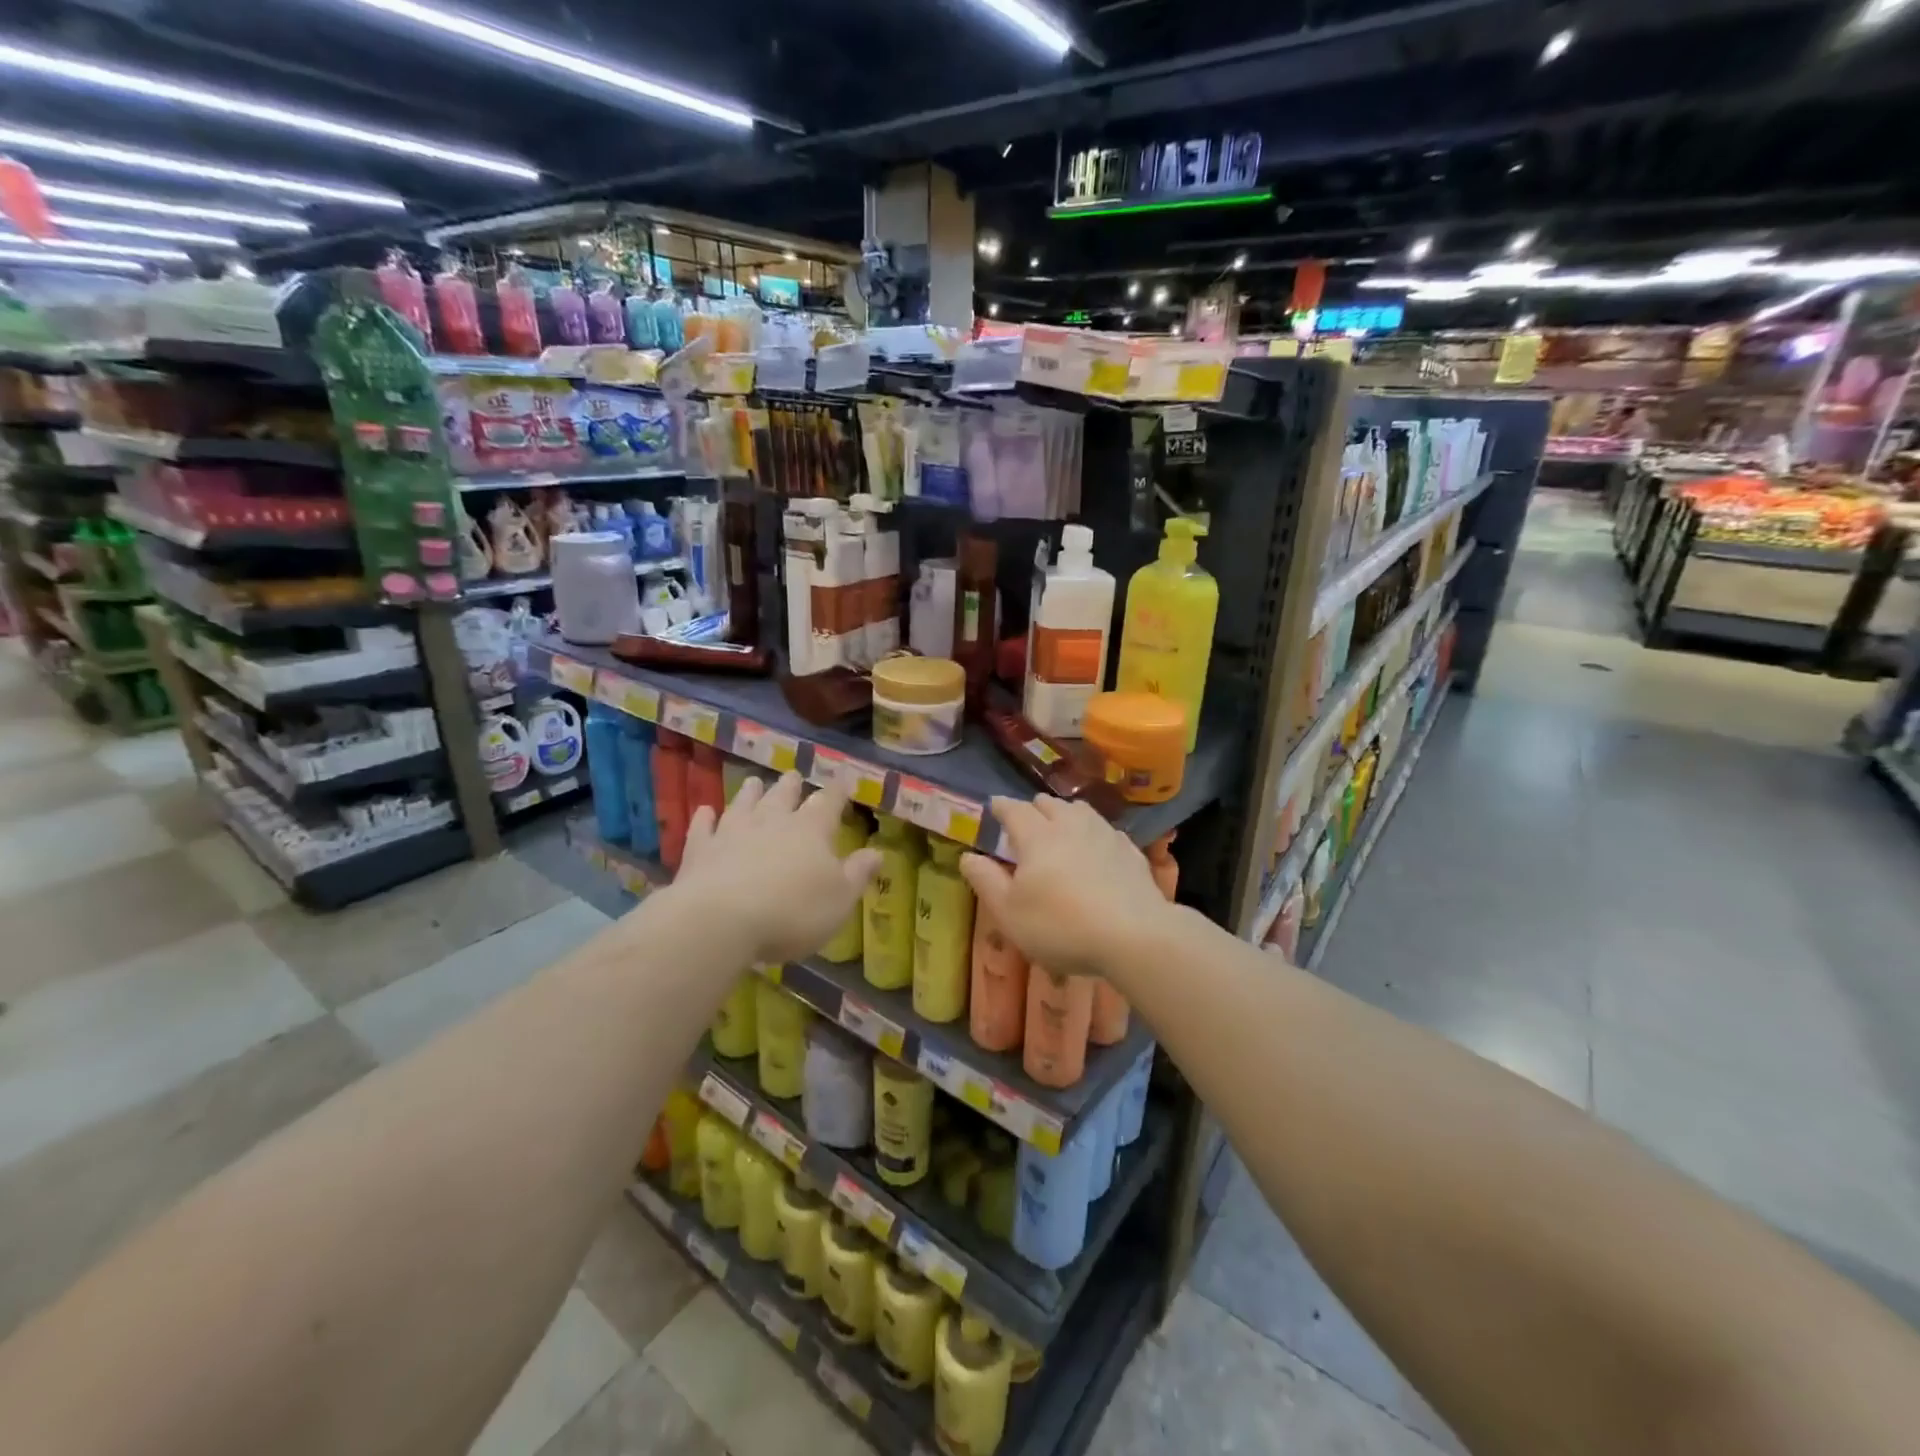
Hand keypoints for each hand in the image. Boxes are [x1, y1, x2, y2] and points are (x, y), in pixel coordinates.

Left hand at [673, 774, 880, 964]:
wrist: (721, 921)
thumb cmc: (792, 912)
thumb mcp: (840, 899)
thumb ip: (858, 873)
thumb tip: (877, 852)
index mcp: (811, 830)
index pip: (829, 802)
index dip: (838, 792)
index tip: (843, 781)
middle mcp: (772, 821)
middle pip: (783, 795)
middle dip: (791, 786)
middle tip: (793, 775)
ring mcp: (732, 832)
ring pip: (743, 803)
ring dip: (750, 792)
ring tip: (753, 781)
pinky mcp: (700, 850)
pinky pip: (703, 827)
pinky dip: (705, 818)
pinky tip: (705, 811)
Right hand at [959, 796, 1167, 977]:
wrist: (1134, 936)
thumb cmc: (1061, 926)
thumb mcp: (1009, 912)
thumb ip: (985, 881)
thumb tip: (968, 856)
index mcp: (1037, 836)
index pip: (1014, 809)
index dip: (1001, 806)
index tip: (994, 806)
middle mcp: (1071, 825)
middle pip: (1050, 804)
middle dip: (1034, 808)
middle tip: (1026, 821)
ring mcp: (1105, 835)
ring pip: (1081, 811)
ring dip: (1065, 814)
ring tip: (1061, 827)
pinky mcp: (1131, 851)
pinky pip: (1106, 831)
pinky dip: (1094, 833)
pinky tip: (1096, 848)